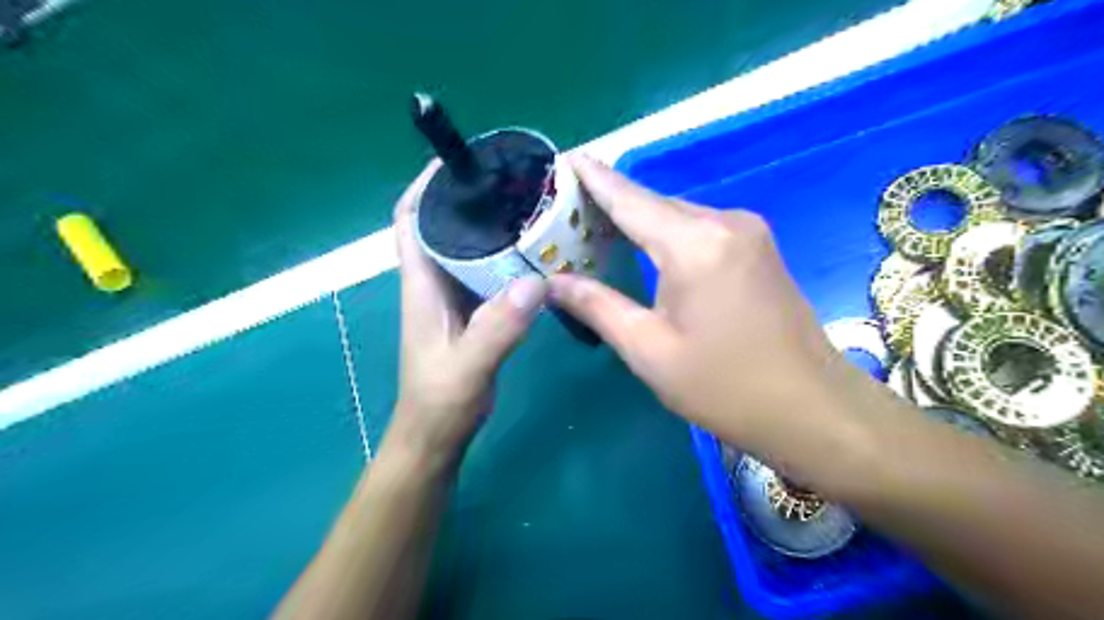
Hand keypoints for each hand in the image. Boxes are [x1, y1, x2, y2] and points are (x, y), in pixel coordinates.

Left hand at [391, 162, 549, 465]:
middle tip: (508, 181)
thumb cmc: (441, 399)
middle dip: (466, 198)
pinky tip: (533, 253)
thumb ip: (498, 327)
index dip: (424, 187)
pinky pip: (486, 272)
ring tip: (525, 207)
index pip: (411, 221)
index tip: (458, 163)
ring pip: (466, 248)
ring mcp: (453, 297)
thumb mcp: (469, 365)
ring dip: (488, 226)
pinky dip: (504, 257)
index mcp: (422, 284)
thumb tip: (536, 281)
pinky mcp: (472, 311)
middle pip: (442, 226)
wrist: (438, 432)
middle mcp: (434, 282)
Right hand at [550, 154, 850, 470]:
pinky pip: (701, 229)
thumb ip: (597, 306)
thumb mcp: (649, 349)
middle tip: (568, 212)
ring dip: (640, 222)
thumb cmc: (724, 386)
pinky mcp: (759, 247)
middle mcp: (724, 222)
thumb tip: (552, 282)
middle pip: (654, 204)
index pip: (629, 199)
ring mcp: (748, 232)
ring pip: (678, 216)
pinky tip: (646, 249)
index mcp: (694, 244)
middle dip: (612, 205)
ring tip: (597, 230)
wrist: (812, 408)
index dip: (594, 178)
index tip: (566, 159)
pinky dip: (668, 234)